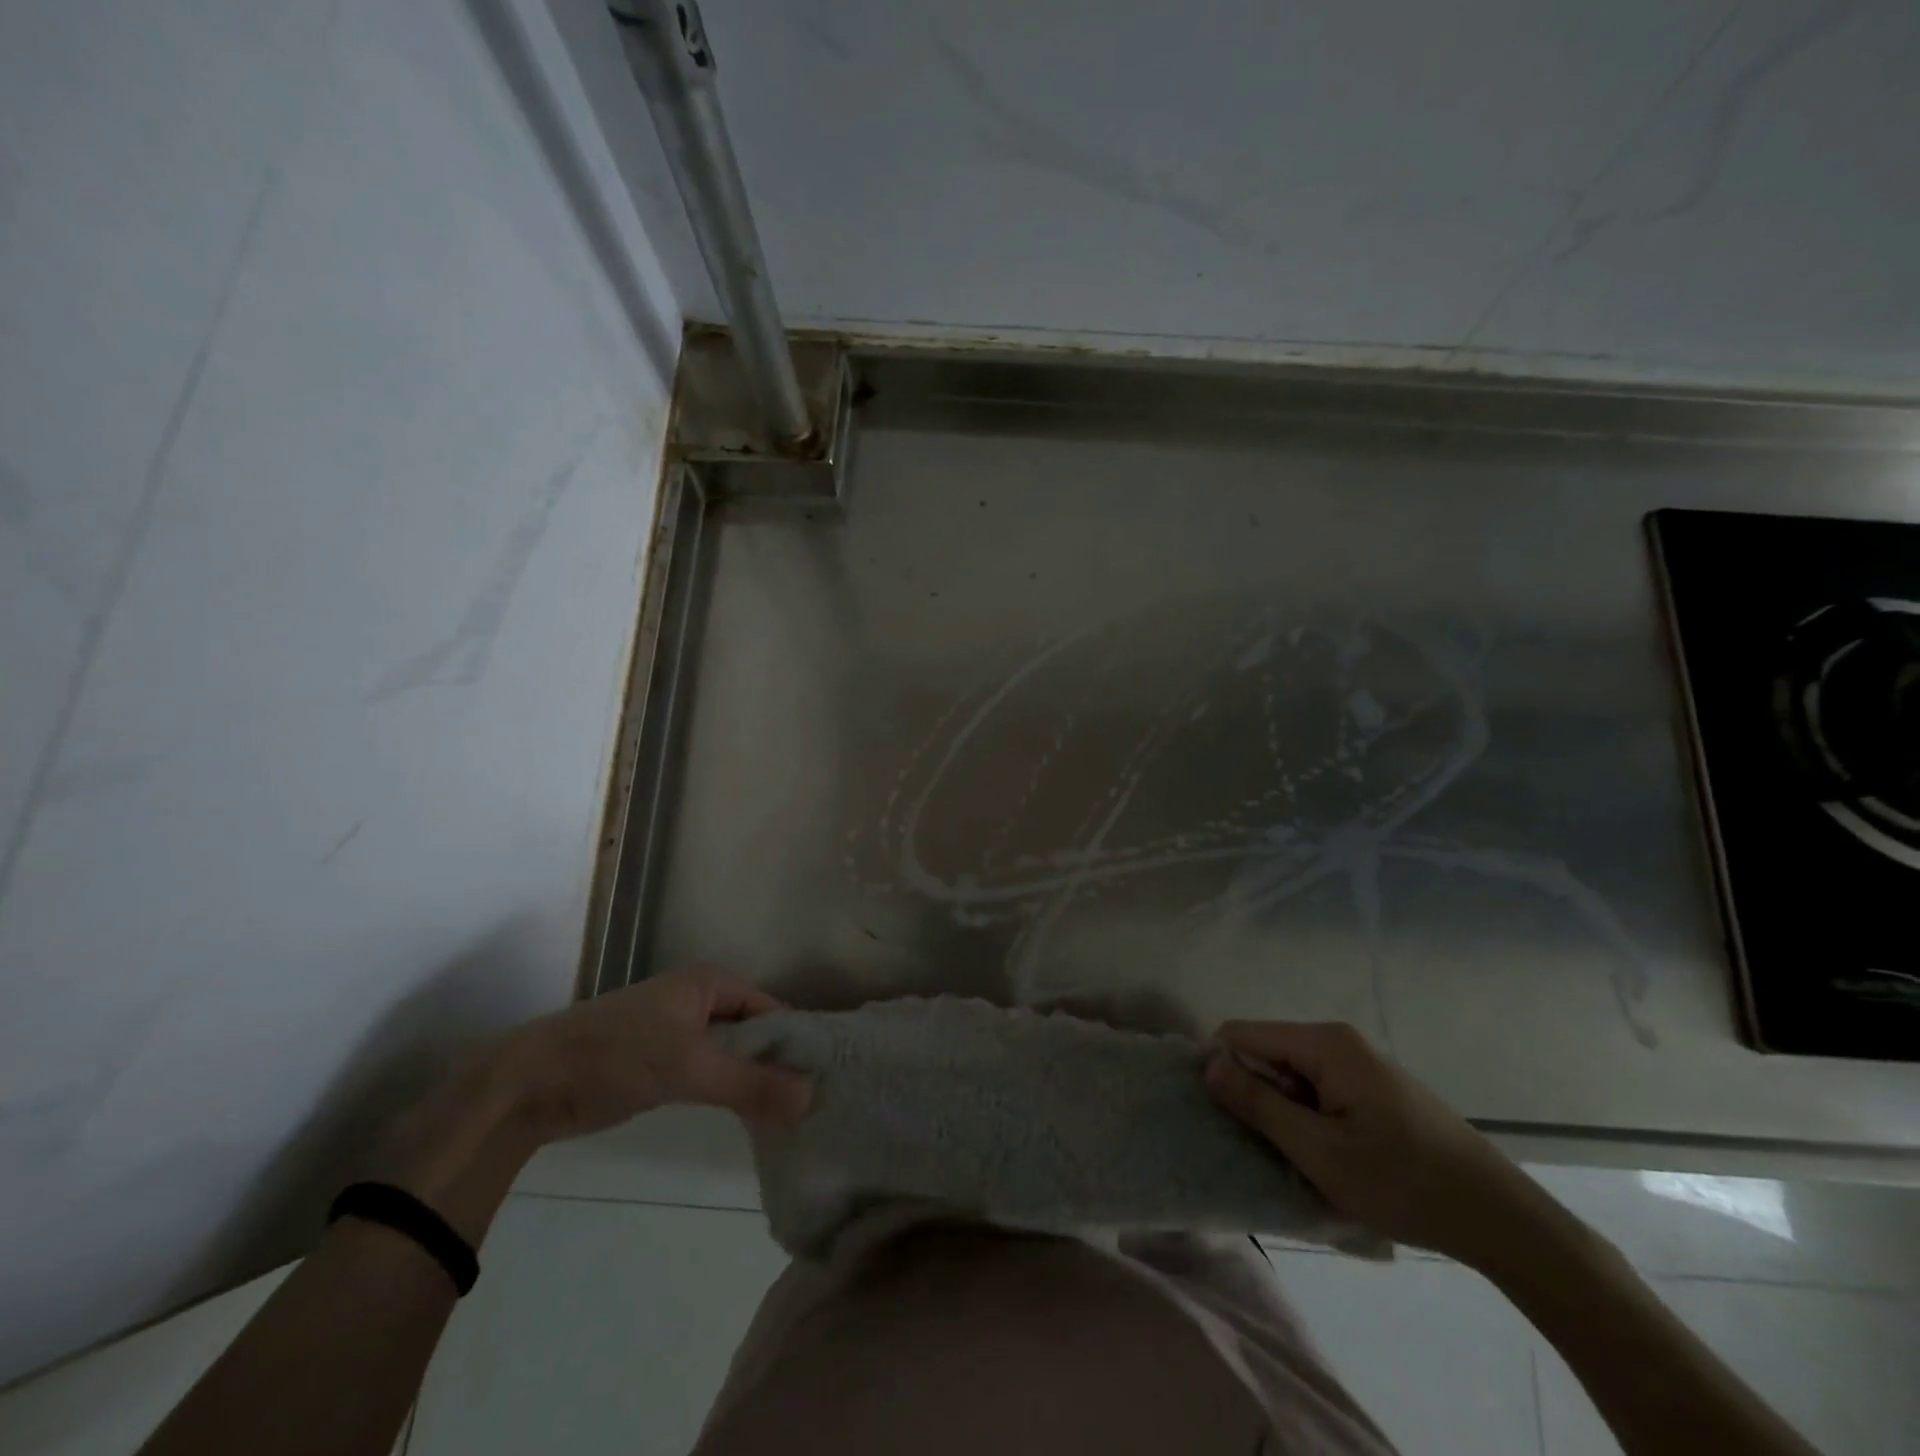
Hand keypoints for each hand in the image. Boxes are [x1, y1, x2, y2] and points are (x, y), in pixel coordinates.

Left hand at [498, 965, 811, 1141]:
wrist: (527, 1084)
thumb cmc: (615, 1057)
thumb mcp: (689, 1067)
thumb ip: (751, 1084)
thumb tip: (812, 1097)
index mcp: (710, 983)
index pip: (772, 1009)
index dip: (796, 1042)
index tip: (822, 1080)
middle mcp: (698, 999)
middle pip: (753, 1031)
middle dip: (776, 1064)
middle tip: (808, 1106)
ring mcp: (676, 1031)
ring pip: (730, 1054)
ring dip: (751, 1080)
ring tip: (786, 1117)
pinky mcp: (658, 1062)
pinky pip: (707, 1071)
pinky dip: (726, 1090)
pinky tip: (745, 1117)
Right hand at [1205, 1020, 1544, 1265]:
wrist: (1501, 1219)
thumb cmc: (1403, 1183)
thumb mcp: (1319, 1151)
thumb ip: (1258, 1104)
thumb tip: (1207, 1064)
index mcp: (1324, 1043)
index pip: (1241, 1034)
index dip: (1221, 1069)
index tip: (1220, 1116)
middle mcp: (1338, 1041)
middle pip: (1266, 1053)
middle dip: (1254, 1095)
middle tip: (1262, 1147)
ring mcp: (1359, 1064)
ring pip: (1291, 1076)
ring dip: (1283, 1113)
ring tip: (1297, 1159)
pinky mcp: (1373, 1089)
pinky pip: (1317, 1090)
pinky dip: (1308, 1120)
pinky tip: (1326, 1158)